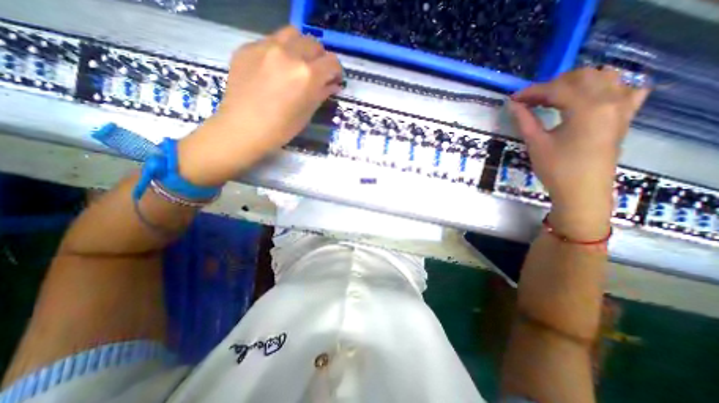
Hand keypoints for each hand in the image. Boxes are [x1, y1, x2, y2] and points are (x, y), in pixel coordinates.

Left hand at [177, 26, 340, 184]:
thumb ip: (321, 94)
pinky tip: (275, 68)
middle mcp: (290, 54)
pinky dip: (280, 51)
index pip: (332, 61)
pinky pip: (271, 41)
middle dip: (320, 58)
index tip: (333, 80)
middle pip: (314, 44)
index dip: (336, 71)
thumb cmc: (281, 128)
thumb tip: (333, 85)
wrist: (243, 128)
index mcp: (307, 75)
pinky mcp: (248, 47)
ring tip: (297, 63)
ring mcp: (266, 47)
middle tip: (316, 73)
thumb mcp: (307, 113)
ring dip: (301, 47)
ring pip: (293, 34)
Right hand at [511, 67, 651, 238]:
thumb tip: (513, 104)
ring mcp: (622, 107)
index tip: (513, 98)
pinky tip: (589, 98)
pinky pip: (624, 89)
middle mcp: (611, 100)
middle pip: (583, 76)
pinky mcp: (625, 116)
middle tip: (532, 100)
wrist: (582, 191)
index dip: (531, 92)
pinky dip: (605, 87)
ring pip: (605, 77)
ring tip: (555, 98)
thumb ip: (525, 120)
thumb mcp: (536, 143)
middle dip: (553, 84)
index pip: (556, 89)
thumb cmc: (557, 169)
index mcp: (587, 108)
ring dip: (577, 82)